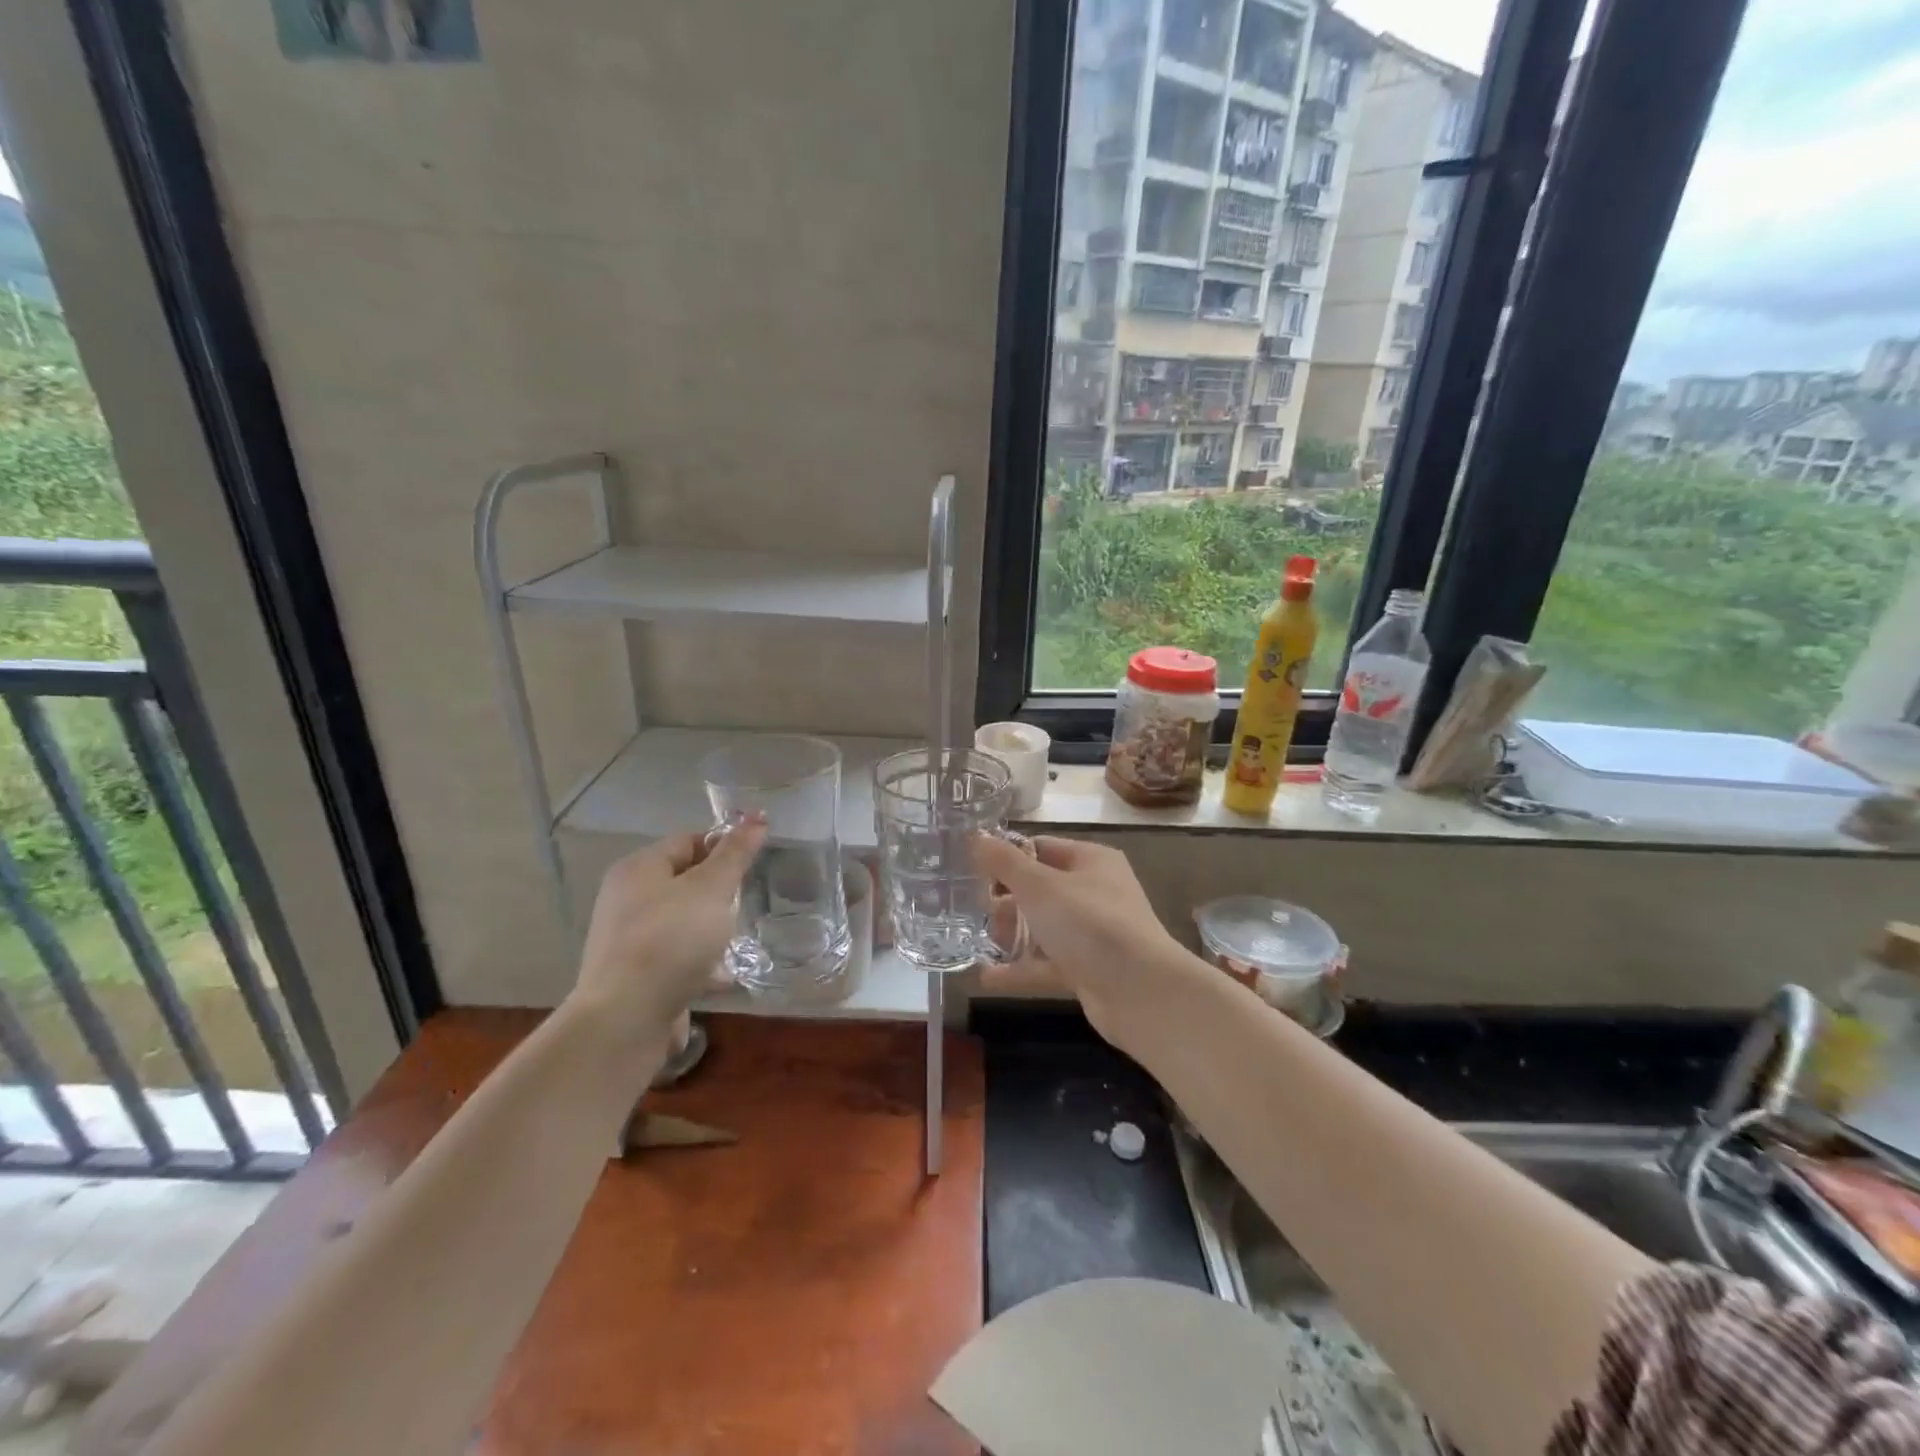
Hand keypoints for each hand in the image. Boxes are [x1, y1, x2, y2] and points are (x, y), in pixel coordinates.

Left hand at [566, 818, 766, 1052]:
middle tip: (746, 903)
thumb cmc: (671, 939)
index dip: (722, 846)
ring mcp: (627, 941)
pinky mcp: (634, 977)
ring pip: (681, 922)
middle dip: (718, 893)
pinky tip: (721, 977)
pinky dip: (698, 963)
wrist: (626, 1018)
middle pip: (684, 882)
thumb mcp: (712, 888)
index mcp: (638, 869)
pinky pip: (675, 958)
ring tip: (737, 941)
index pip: (687, 840)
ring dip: (710, 930)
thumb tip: (758, 816)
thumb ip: (735, 853)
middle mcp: (626, 899)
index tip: (752, 864)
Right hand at [972, 834, 1210, 1053]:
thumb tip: (977, 836)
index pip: (1040, 848)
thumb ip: (1004, 863)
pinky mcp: (1088, 969)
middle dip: (1005, 900)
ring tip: (976, 941)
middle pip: (1039, 889)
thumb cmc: (1091, 924)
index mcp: (1090, 860)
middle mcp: (1094, 892)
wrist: (1142, 993)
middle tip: (973, 910)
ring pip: (1042, 927)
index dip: (1006, 857)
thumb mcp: (1041, 886)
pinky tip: (985, 976)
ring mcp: (1092, 933)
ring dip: (1011, 934)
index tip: (971, 870)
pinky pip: (1046, 963)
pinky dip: (1020, 968)